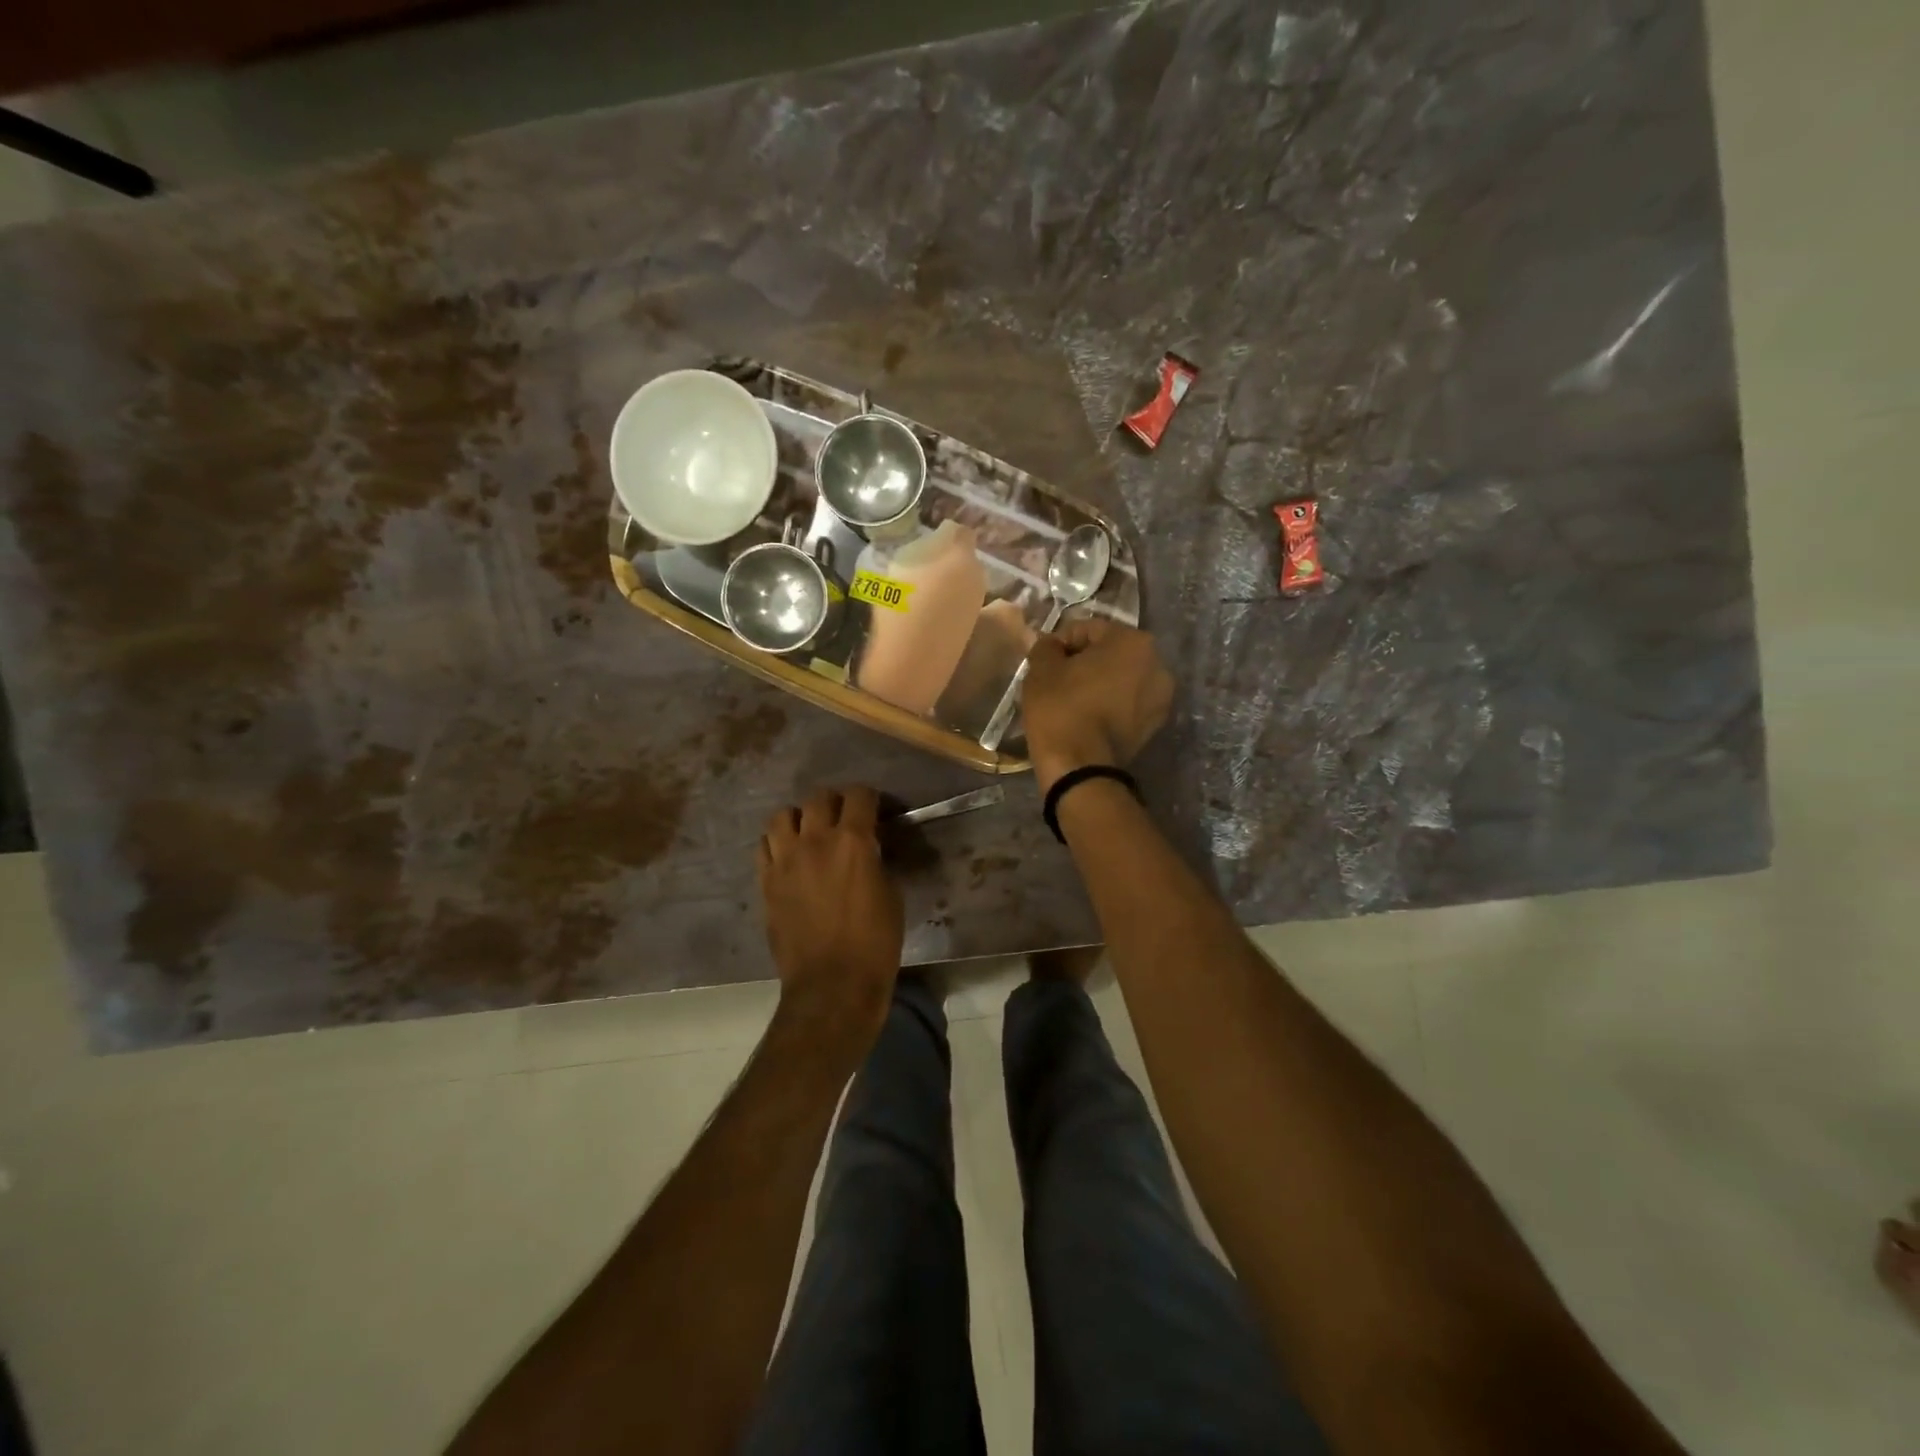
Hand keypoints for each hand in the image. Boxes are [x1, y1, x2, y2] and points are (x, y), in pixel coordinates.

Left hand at [757, 785, 902, 1049]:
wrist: (832, 986)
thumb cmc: (875, 944)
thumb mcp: (890, 895)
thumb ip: (875, 862)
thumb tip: (867, 850)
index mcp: (853, 842)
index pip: (858, 795)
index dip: (869, 798)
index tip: (875, 811)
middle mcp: (815, 841)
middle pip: (818, 798)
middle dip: (835, 803)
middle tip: (844, 820)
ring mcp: (785, 861)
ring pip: (783, 816)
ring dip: (800, 819)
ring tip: (809, 833)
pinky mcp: (766, 882)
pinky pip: (764, 846)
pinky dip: (777, 843)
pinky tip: (789, 857)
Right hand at [1022, 620, 1173, 791]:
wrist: (1080, 768)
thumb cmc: (1061, 708)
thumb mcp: (1042, 668)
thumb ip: (1046, 646)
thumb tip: (1051, 645)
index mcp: (1134, 641)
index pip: (1088, 630)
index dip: (1060, 642)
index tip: (1043, 661)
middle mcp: (1157, 664)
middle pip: (1110, 653)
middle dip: (1083, 661)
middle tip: (1055, 678)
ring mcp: (1160, 698)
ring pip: (1120, 679)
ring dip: (1097, 682)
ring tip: (1070, 699)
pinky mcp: (1154, 726)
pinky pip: (1126, 703)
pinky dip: (1108, 703)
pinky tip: (1086, 715)